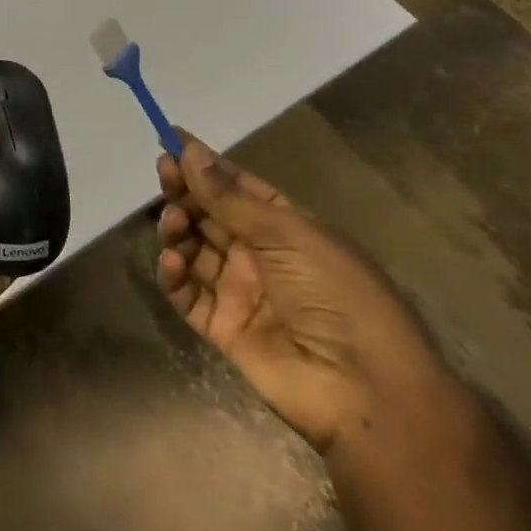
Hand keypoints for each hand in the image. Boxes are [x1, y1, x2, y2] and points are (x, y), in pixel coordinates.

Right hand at [156, 134, 459, 455]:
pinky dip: (174, 276)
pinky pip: (188, 295)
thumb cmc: (335, 293)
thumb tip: (189, 149)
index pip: (235, 186)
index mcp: (285, 226)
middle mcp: (260, 255)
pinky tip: (172, 262)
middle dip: (185, 192)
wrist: (366, 390)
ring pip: (194, 250)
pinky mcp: (224, 328)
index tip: (168, 139)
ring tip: (174, 224)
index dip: (203, 164)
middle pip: (210, 214)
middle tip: (164, 174)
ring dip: (177, 230)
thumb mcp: (286, 234)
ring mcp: (240, 292)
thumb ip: (229, 197)